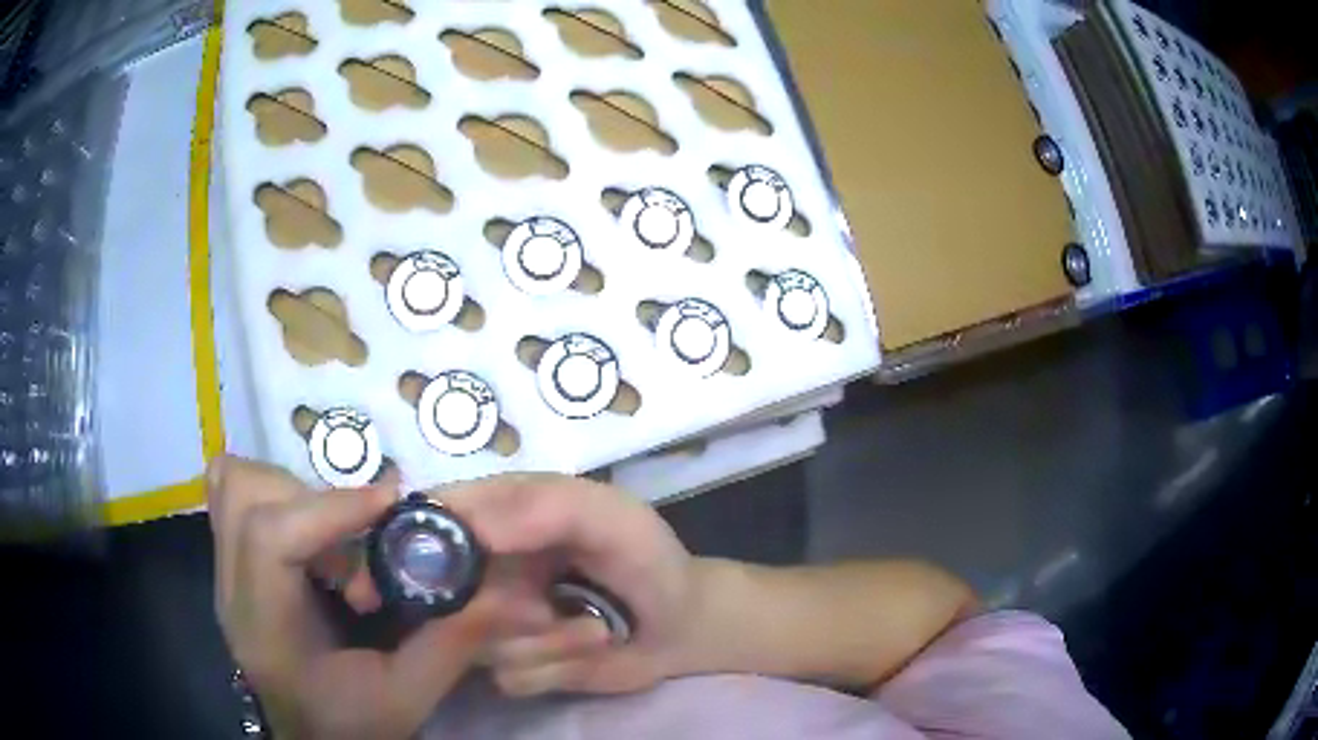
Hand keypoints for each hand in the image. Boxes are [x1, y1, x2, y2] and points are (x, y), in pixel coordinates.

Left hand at [207, 456, 499, 739]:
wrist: (310, 738)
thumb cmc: (352, 724)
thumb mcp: (409, 697)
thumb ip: (451, 643)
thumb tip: (505, 591)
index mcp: (268, 630)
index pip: (270, 538)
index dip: (329, 507)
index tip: (391, 502)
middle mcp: (232, 591)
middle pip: (246, 497)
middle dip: (312, 498)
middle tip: (362, 532)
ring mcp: (224, 573)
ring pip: (233, 486)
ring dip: (289, 490)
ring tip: (334, 534)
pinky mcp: (230, 564)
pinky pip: (231, 496)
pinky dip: (270, 492)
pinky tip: (307, 530)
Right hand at [446, 474, 702, 696]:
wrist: (683, 624)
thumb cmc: (647, 558)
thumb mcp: (609, 516)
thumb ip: (543, 507)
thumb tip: (470, 528)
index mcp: (500, 514)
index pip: (431, 520)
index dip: (415, 543)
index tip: (435, 572)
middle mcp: (486, 568)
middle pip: (439, 595)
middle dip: (499, 610)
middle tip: (547, 610)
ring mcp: (496, 621)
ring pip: (475, 644)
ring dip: (546, 642)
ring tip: (594, 628)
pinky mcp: (517, 664)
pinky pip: (510, 676)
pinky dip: (556, 668)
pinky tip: (590, 650)